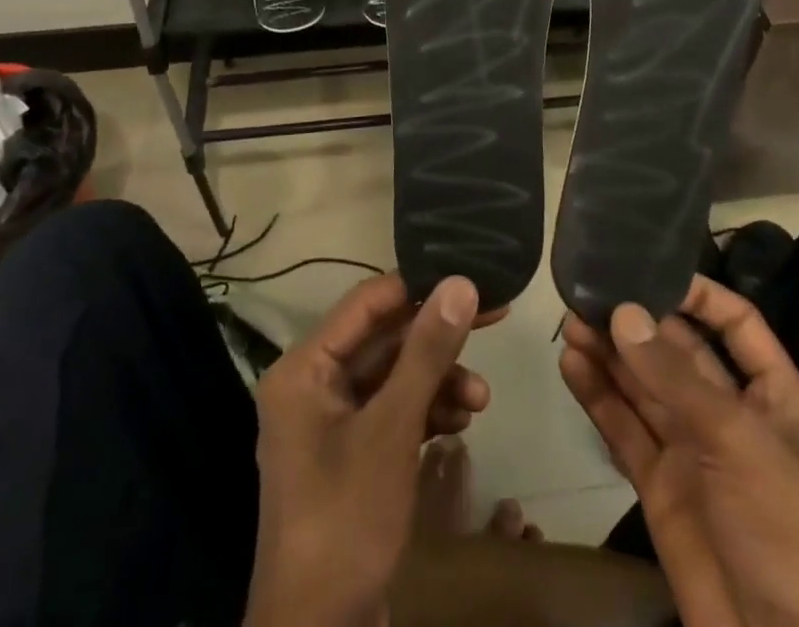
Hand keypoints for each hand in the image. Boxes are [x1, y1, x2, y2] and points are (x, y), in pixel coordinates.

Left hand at [246, 272, 495, 626]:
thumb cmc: (346, 520)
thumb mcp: (392, 429)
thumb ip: (427, 352)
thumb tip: (461, 283)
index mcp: (305, 368)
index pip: (368, 303)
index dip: (420, 287)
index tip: (472, 278)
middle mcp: (313, 385)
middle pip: (384, 340)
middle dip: (437, 340)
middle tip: (494, 320)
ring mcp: (331, 424)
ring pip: (393, 377)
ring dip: (438, 381)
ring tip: (481, 399)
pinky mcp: (351, 455)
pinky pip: (392, 412)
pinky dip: (426, 412)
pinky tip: (460, 421)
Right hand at [560, 277, 798, 626]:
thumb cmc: (791, 533)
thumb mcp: (741, 442)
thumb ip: (676, 378)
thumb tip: (623, 311)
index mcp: (774, 398)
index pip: (736, 325)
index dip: (698, 295)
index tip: (650, 270)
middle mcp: (731, 416)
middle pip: (678, 352)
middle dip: (637, 322)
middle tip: (587, 293)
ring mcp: (693, 453)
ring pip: (644, 388)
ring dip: (609, 355)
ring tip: (568, 321)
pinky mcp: (660, 487)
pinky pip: (625, 430)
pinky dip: (598, 398)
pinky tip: (571, 366)